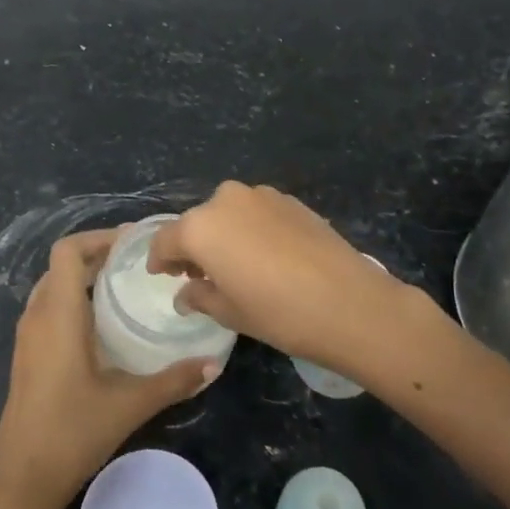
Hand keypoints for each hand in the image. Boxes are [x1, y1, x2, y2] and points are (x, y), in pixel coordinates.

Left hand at [0, 229, 219, 508]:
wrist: (21, 480)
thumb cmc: (72, 433)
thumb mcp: (129, 405)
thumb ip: (173, 381)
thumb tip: (214, 364)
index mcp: (57, 314)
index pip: (67, 251)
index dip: (98, 237)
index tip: (134, 243)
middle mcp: (37, 316)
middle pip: (61, 266)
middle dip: (97, 256)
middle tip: (138, 264)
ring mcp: (27, 337)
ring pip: (53, 288)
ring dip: (84, 279)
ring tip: (125, 289)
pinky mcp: (27, 356)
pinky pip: (49, 309)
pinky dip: (73, 301)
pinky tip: (104, 327)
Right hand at [147, 183, 420, 381]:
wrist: (349, 302)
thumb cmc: (277, 313)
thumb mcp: (229, 312)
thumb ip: (199, 295)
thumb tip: (186, 292)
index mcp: (200, 226)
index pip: (166, 240)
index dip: (160, 259)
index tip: (162, 275)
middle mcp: (225, 200)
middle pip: (198, 222)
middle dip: (194, 246)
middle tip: (200, 275)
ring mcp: (261, 195)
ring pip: (228, 213)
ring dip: (224, 234)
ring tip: (236, 265)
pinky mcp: (290, 200)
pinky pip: (257, 213)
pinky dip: (252, 229)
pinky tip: (267, 256)